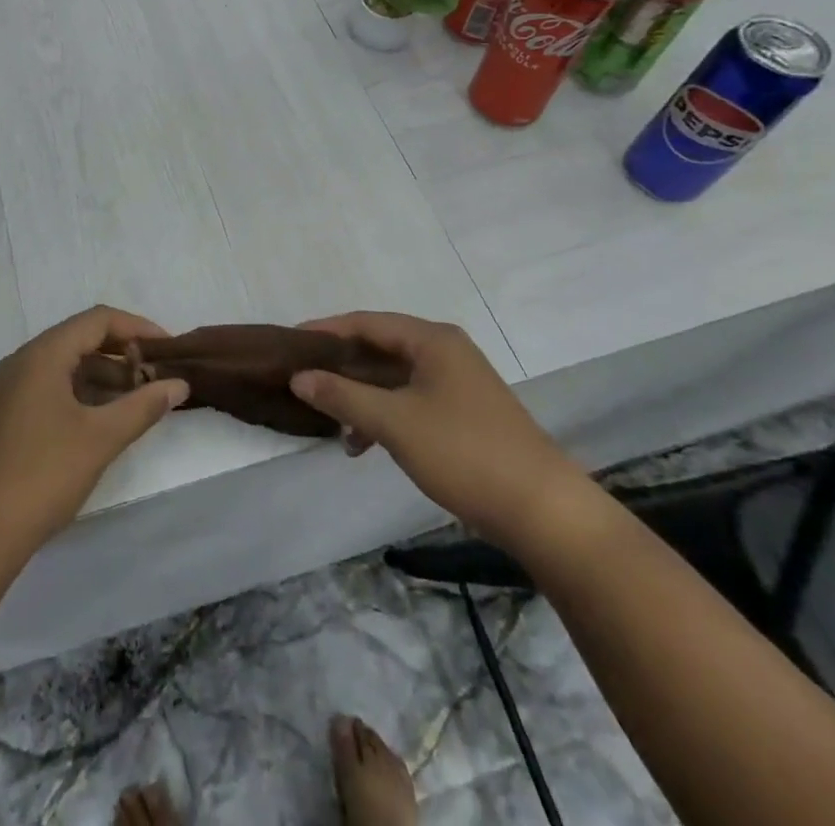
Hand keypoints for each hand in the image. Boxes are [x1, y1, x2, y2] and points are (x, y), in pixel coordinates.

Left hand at [0, 306, 188, 560]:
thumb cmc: (41, 475)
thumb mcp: (100, 438)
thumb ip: (143, 406)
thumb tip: (179, 384)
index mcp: (43, 354)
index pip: (97, 320)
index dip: (137, 328)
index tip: (168, 349)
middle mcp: (24, 362)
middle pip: (81, 340)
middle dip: (123, 355)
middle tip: (158, 378)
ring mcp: (11, 390)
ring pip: (67, 367)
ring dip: (104, 378)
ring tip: (140, 402)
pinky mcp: (7, 417)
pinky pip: (53, 389)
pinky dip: (83, 396)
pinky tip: (106, 421)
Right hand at [289, 312, 597, 552]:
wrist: (544, 511)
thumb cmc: (464, 452)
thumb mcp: (394, 423)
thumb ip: (342, 396)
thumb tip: (298, 377)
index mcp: (431, 340)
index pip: (366, 322)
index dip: (325, 331)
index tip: (290, 343)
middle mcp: (445, 352)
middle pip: (379, 348)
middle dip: (341, 368)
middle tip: (303, 382)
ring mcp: (457, 383)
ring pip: (393, 378)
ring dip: (361, 397)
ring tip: (334, 428)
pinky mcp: (464, 413)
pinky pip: (410, 400)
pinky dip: (384, 415)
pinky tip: (366, 444)